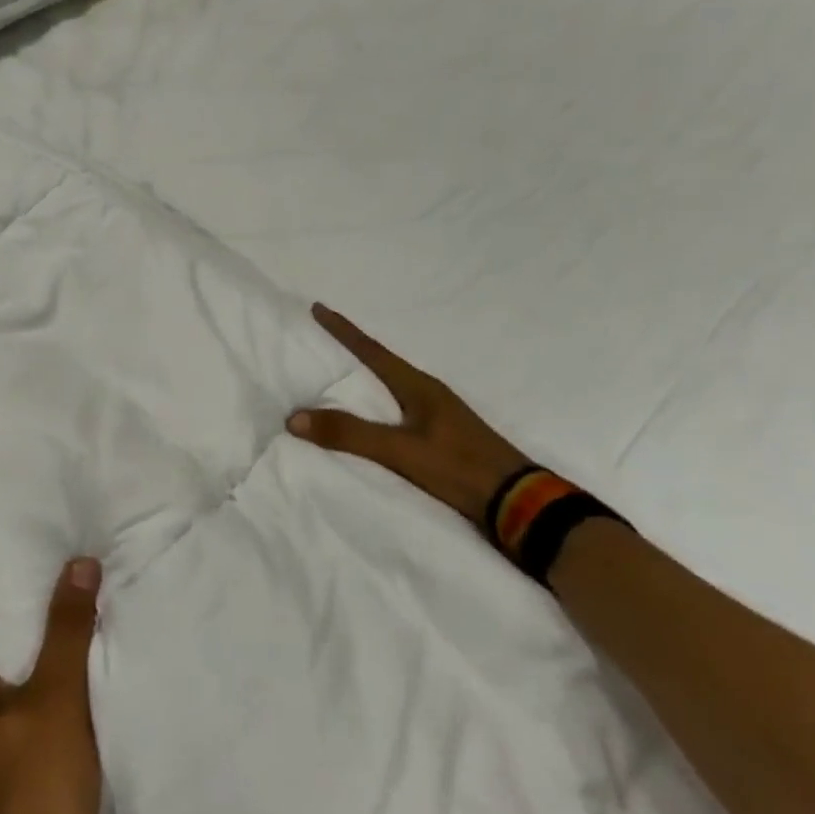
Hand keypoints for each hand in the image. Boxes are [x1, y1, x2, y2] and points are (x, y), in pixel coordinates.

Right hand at [287, 302, 530, 529]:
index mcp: (419, 387)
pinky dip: (376, 404)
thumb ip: (350, 433)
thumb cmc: (460, 467)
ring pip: (391, 387)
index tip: (319, 308)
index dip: (344, 330)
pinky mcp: (442, 439)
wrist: (521, 505)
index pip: (372, 351)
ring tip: (340, 374)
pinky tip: (370, 415)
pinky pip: (398, 409)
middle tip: (323, 337)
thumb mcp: (401, 450)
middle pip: (382, 363)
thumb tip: (293, 417)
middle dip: (352, 349)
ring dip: (366, 378)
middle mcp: (428, 394)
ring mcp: (438, 416)